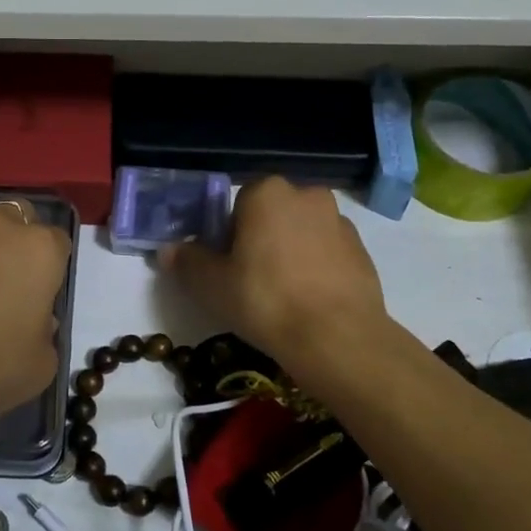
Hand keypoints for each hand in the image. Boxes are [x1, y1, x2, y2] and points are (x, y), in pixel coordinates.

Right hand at [163, 177, 388, 374]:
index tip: (225, 265)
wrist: (337, 337)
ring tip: (281, 294)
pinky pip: (327, 253)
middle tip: (249, 279)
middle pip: (272, 214)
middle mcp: (307, 195)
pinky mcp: (363, 251)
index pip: (237, 203)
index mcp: (267, 192)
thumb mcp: (211, 285)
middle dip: (260, 238)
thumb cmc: (265, 300)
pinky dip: (316, 268)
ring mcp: (340, 222)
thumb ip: (187, 261)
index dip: (227, 234)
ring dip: (290, 252)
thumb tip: (168, 250)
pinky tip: (308, 301)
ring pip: (302, 232)